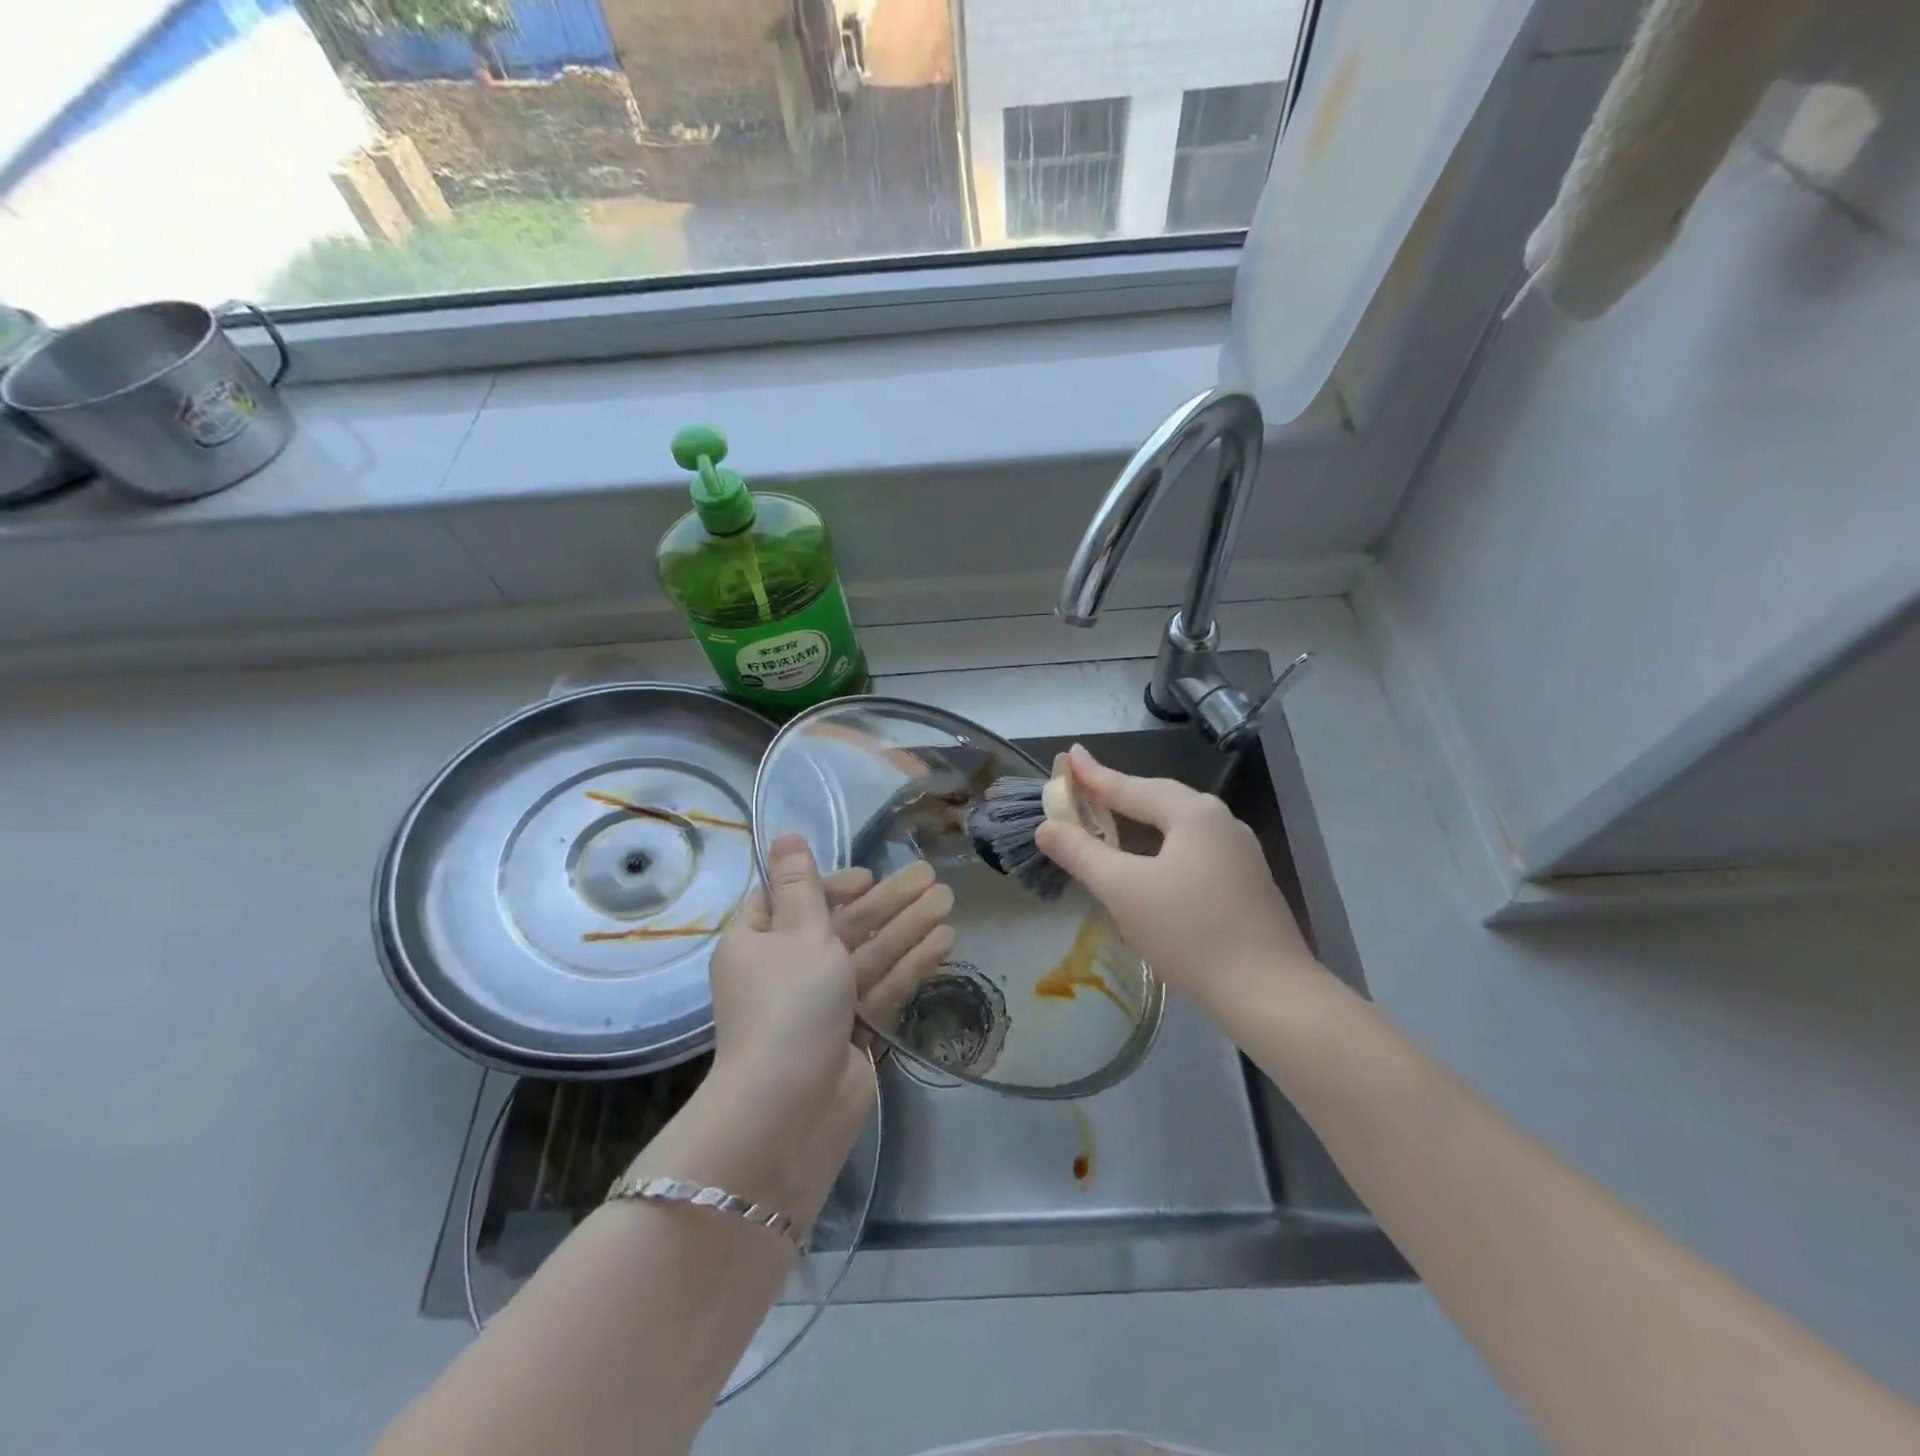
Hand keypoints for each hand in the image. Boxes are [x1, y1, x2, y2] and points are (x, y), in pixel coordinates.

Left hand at [709, 834, 953, 1126]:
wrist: (790, 1108)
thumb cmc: (788, 1004)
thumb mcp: (797, 932)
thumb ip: (803, 885)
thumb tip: (784, 835)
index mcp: (756, 943)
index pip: (791, 900)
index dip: (831, 885)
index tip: (866, 878)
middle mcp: (786, 970)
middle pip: (841, 924)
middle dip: (886, 901)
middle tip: (931, 876)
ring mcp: (822, 1003)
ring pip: (868, 954)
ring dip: (907, 926)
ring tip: (949, 899)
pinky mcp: (852, 1031)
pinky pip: (882, 986)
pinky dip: (910, 963)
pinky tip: (945, 939)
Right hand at [1034, 745, 1319, 1010]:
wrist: (1269, 994)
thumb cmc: (1189, 933)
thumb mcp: (1123, 890)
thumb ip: (1082, 854)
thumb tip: (1046, 827)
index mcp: (1194, 814)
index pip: (1132, 787)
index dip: (1095, 775)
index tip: (1069, 755)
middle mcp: (1222, 823)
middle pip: (1160, 800)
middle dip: (1121, 793)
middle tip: (1086, 786)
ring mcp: (1241, 854)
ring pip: (1180, 826)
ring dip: (1144, 820)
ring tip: (1115, 818)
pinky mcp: (1248, 884)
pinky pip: (1195, 850)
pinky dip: (1164, 846)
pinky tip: (1154, 863)